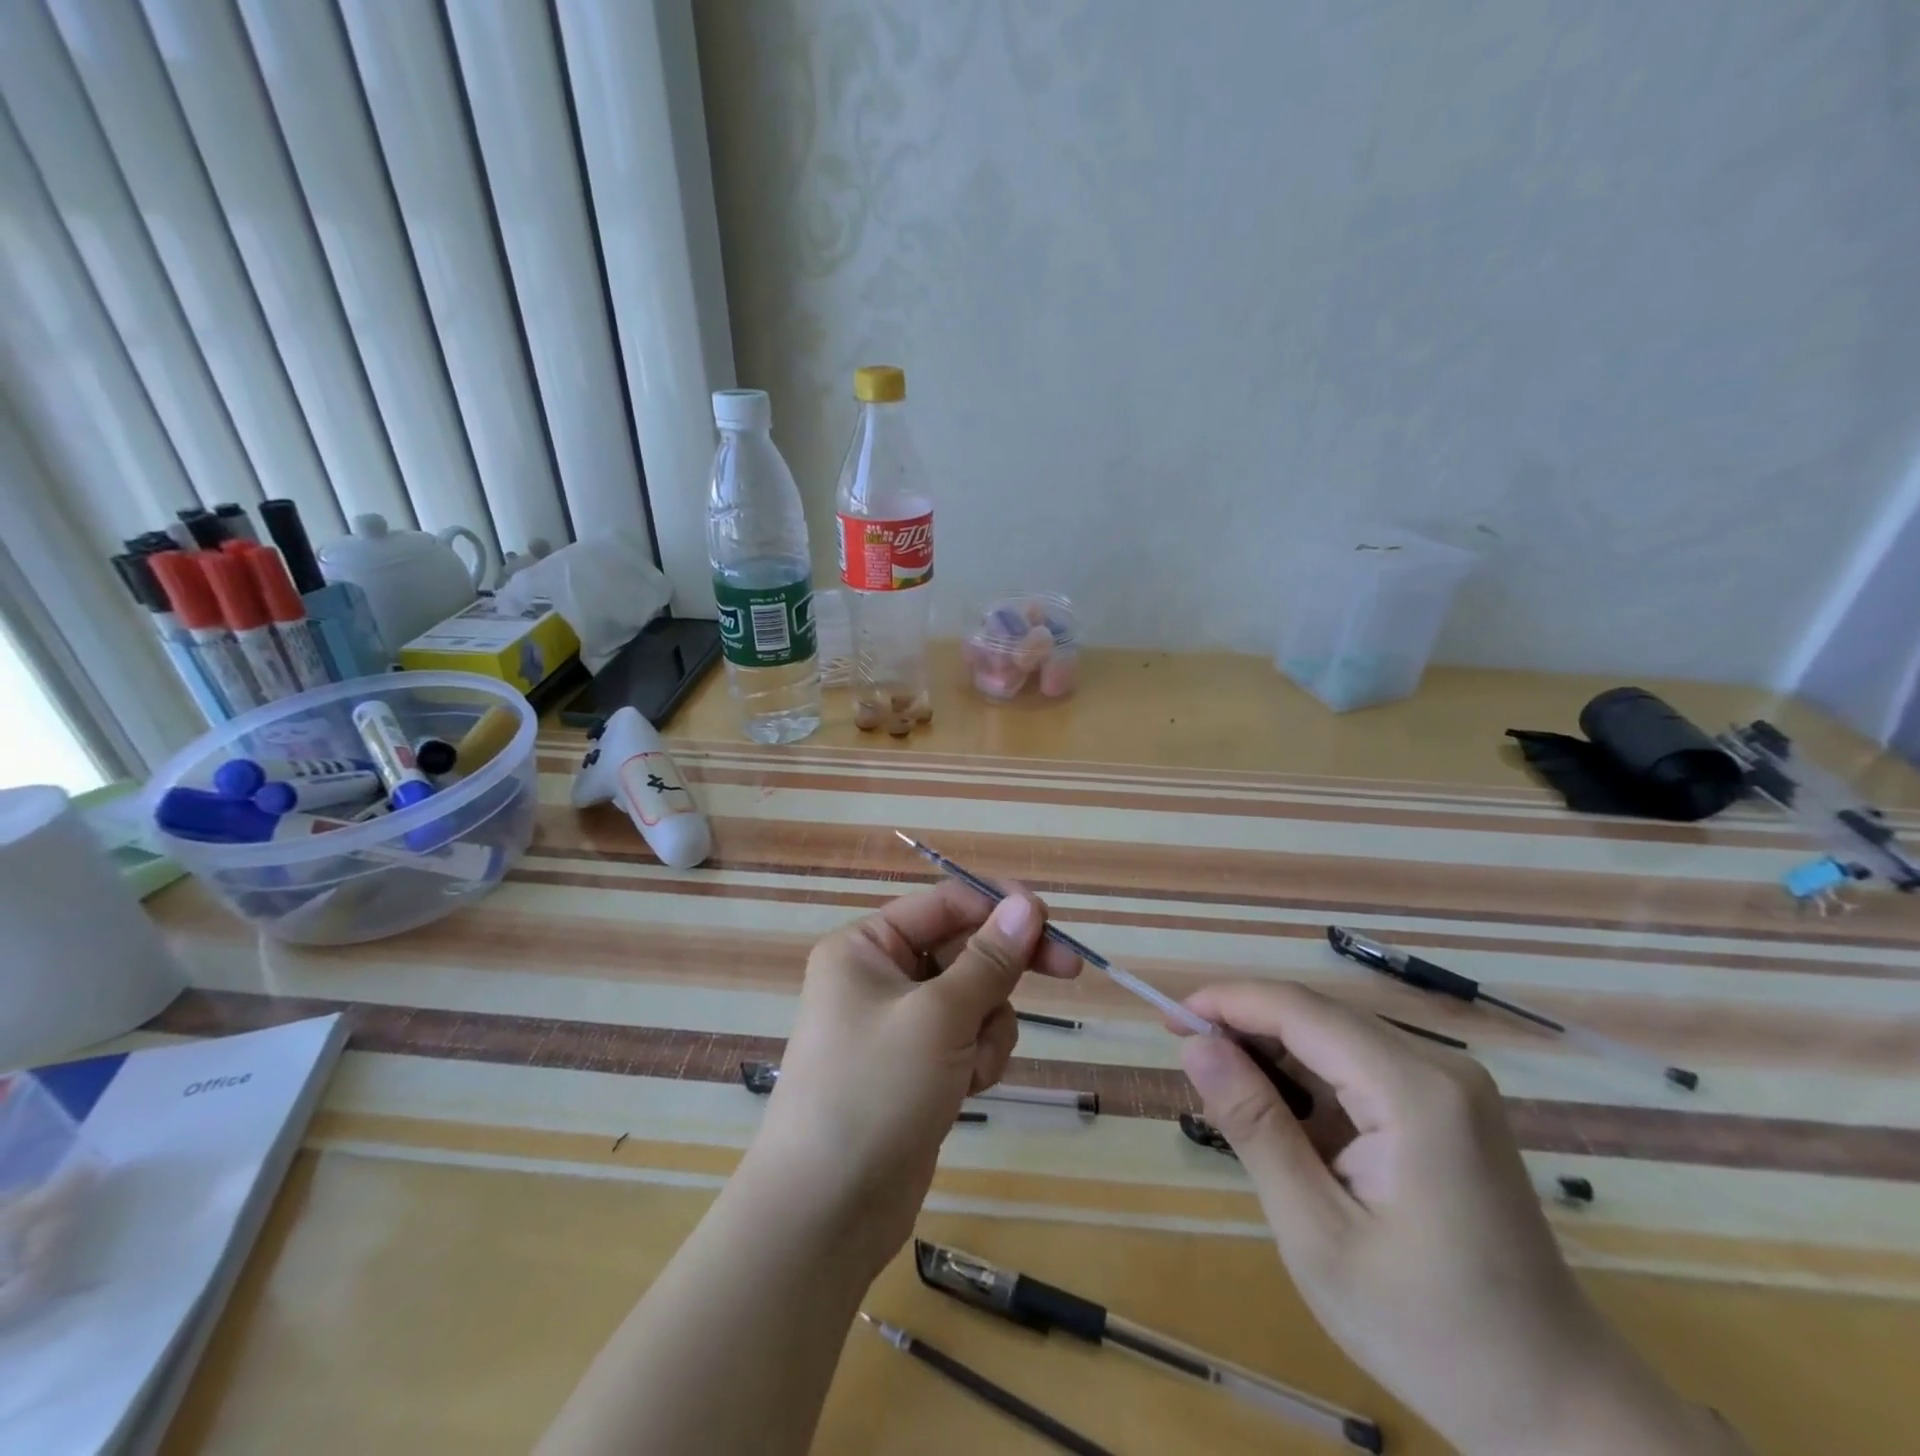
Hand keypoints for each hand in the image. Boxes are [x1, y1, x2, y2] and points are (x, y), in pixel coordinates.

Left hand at [751, 880, 1079, 1280]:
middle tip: (1068, 970)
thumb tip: (1027, 905)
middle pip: (964, 949)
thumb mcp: (938, 1017)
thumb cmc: (874, 1091)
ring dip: (988, 1028)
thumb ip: (989, 959)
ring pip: (974, 998)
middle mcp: (881, 976)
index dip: (999, 907)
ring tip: (969, 1067)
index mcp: (867, 946)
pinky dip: (977, 1058)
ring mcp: (900, 1024)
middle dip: (1004, 971)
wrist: (827, 1212)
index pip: (945, 903)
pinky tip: (964, 1091)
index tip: (1051, 921)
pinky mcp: (918, 1065)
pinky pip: (967, 1038)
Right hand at [1180, 983, 1742, 1454]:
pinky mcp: (1448, 1105)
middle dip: (1246, 1030)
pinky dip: (1310, 1085)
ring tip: (1230, 1105)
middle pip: (1317, 1017)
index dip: (1226, 1002)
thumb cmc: (1428, 1330)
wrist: (1558, 1407)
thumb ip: (1254, 1126)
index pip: (1299, 1009)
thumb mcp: (1317, 1232)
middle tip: (1189, 1067)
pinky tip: (1287, 1127)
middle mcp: (1439, 1066)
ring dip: (1275, 1059)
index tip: (1167, 1019)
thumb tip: (1194, 1046)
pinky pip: (1359, 1067)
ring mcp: (1450, 1085)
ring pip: (1334, 1038)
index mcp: (1415, 1092)